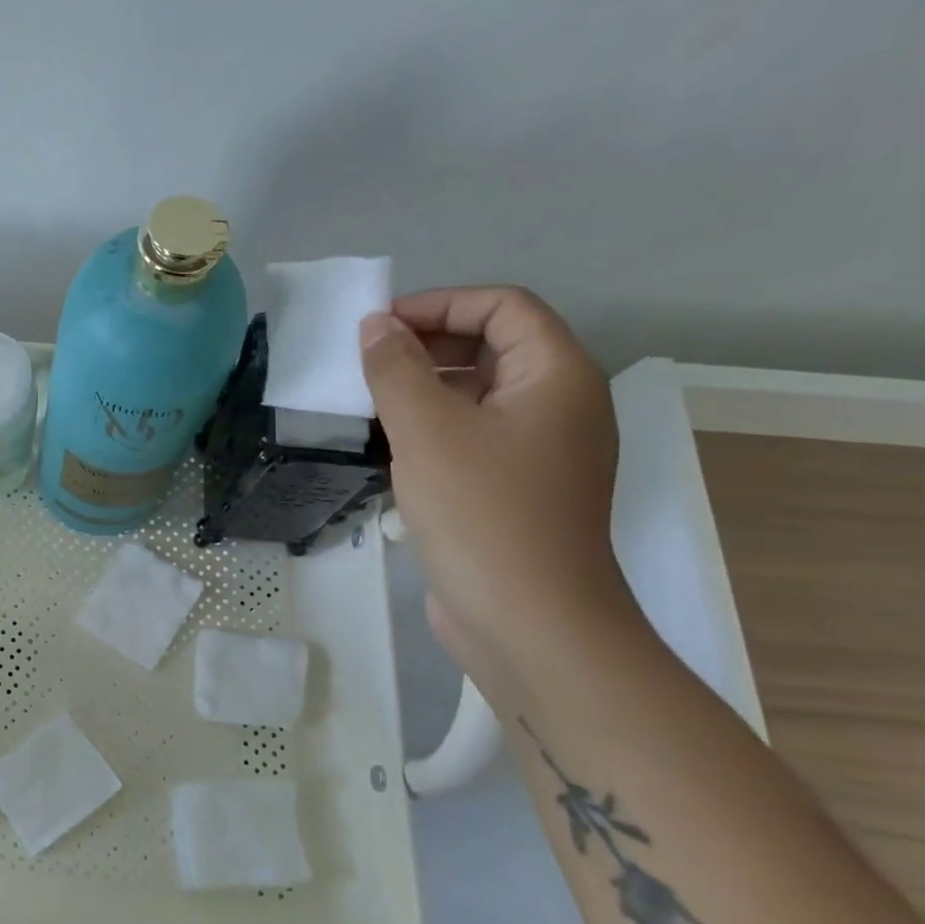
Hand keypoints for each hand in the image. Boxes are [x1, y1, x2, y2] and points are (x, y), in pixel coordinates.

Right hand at [360, 287, 632, 670]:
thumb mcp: (427, 430)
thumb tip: (375, 326)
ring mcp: (540, 451)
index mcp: (556, 376)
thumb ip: (396, 370)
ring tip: (366, 401)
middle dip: (427, 344)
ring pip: (478, 395)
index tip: (378, 326)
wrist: (527, 619)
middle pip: (493, 347)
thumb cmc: (482, 512)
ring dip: (423, 388)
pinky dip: (431, 428)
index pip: (503, 308)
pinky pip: (472, 436)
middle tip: (365, 363)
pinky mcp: (515, 489)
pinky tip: (389, 446)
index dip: (440, 304)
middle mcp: (558, 405)